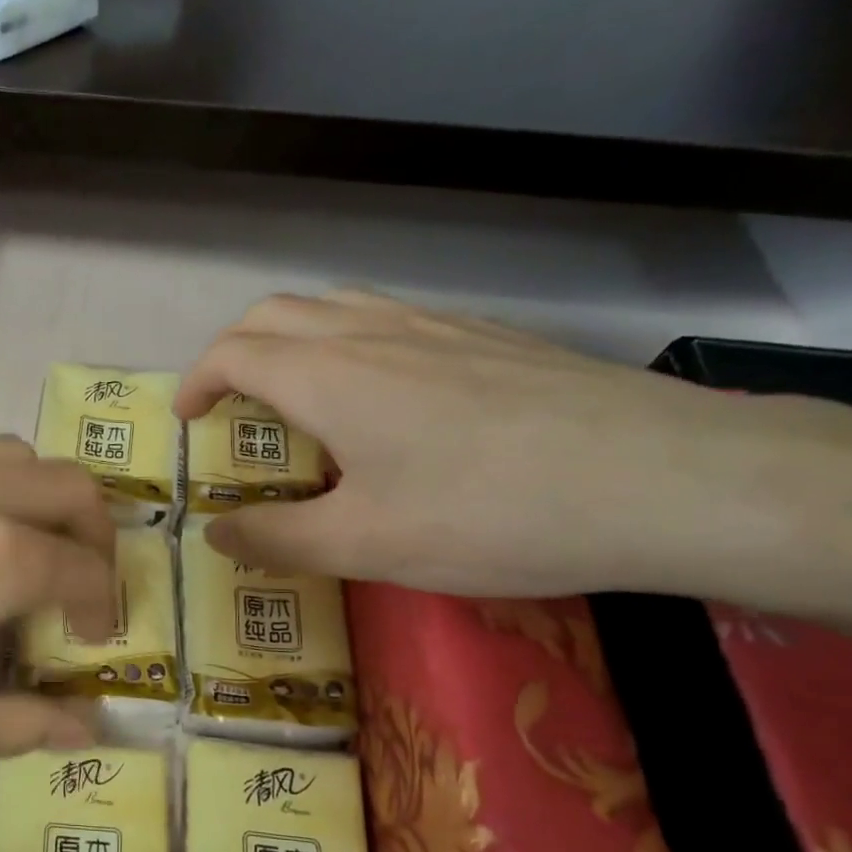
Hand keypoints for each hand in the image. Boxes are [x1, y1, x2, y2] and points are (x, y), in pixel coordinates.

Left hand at [0, 438, 116, 800]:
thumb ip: (18, 723)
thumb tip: (89, 733)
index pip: (84, 568)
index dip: (104, 608)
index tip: (93, 643)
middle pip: (66, 485)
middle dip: (92, 535)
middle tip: (74, 586)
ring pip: (3, 455)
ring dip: (30, 500)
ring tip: (5, 555)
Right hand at [173, 291, 827, 598]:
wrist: (663, 478)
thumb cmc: (489, 514)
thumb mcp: (366, 544)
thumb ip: (277, 538)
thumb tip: (214, 533)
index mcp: (326, 375)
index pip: (233, 354)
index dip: (198, 383)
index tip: (188, 422)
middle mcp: (369, 332)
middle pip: (275, 315)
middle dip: (234, 352)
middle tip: (230, 405)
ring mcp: (433, 325)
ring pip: (333, 306)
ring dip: (292, 340)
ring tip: (297, 395)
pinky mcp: (485, 336)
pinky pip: (388, 319)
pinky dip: (349, 343)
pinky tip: (386, 398)